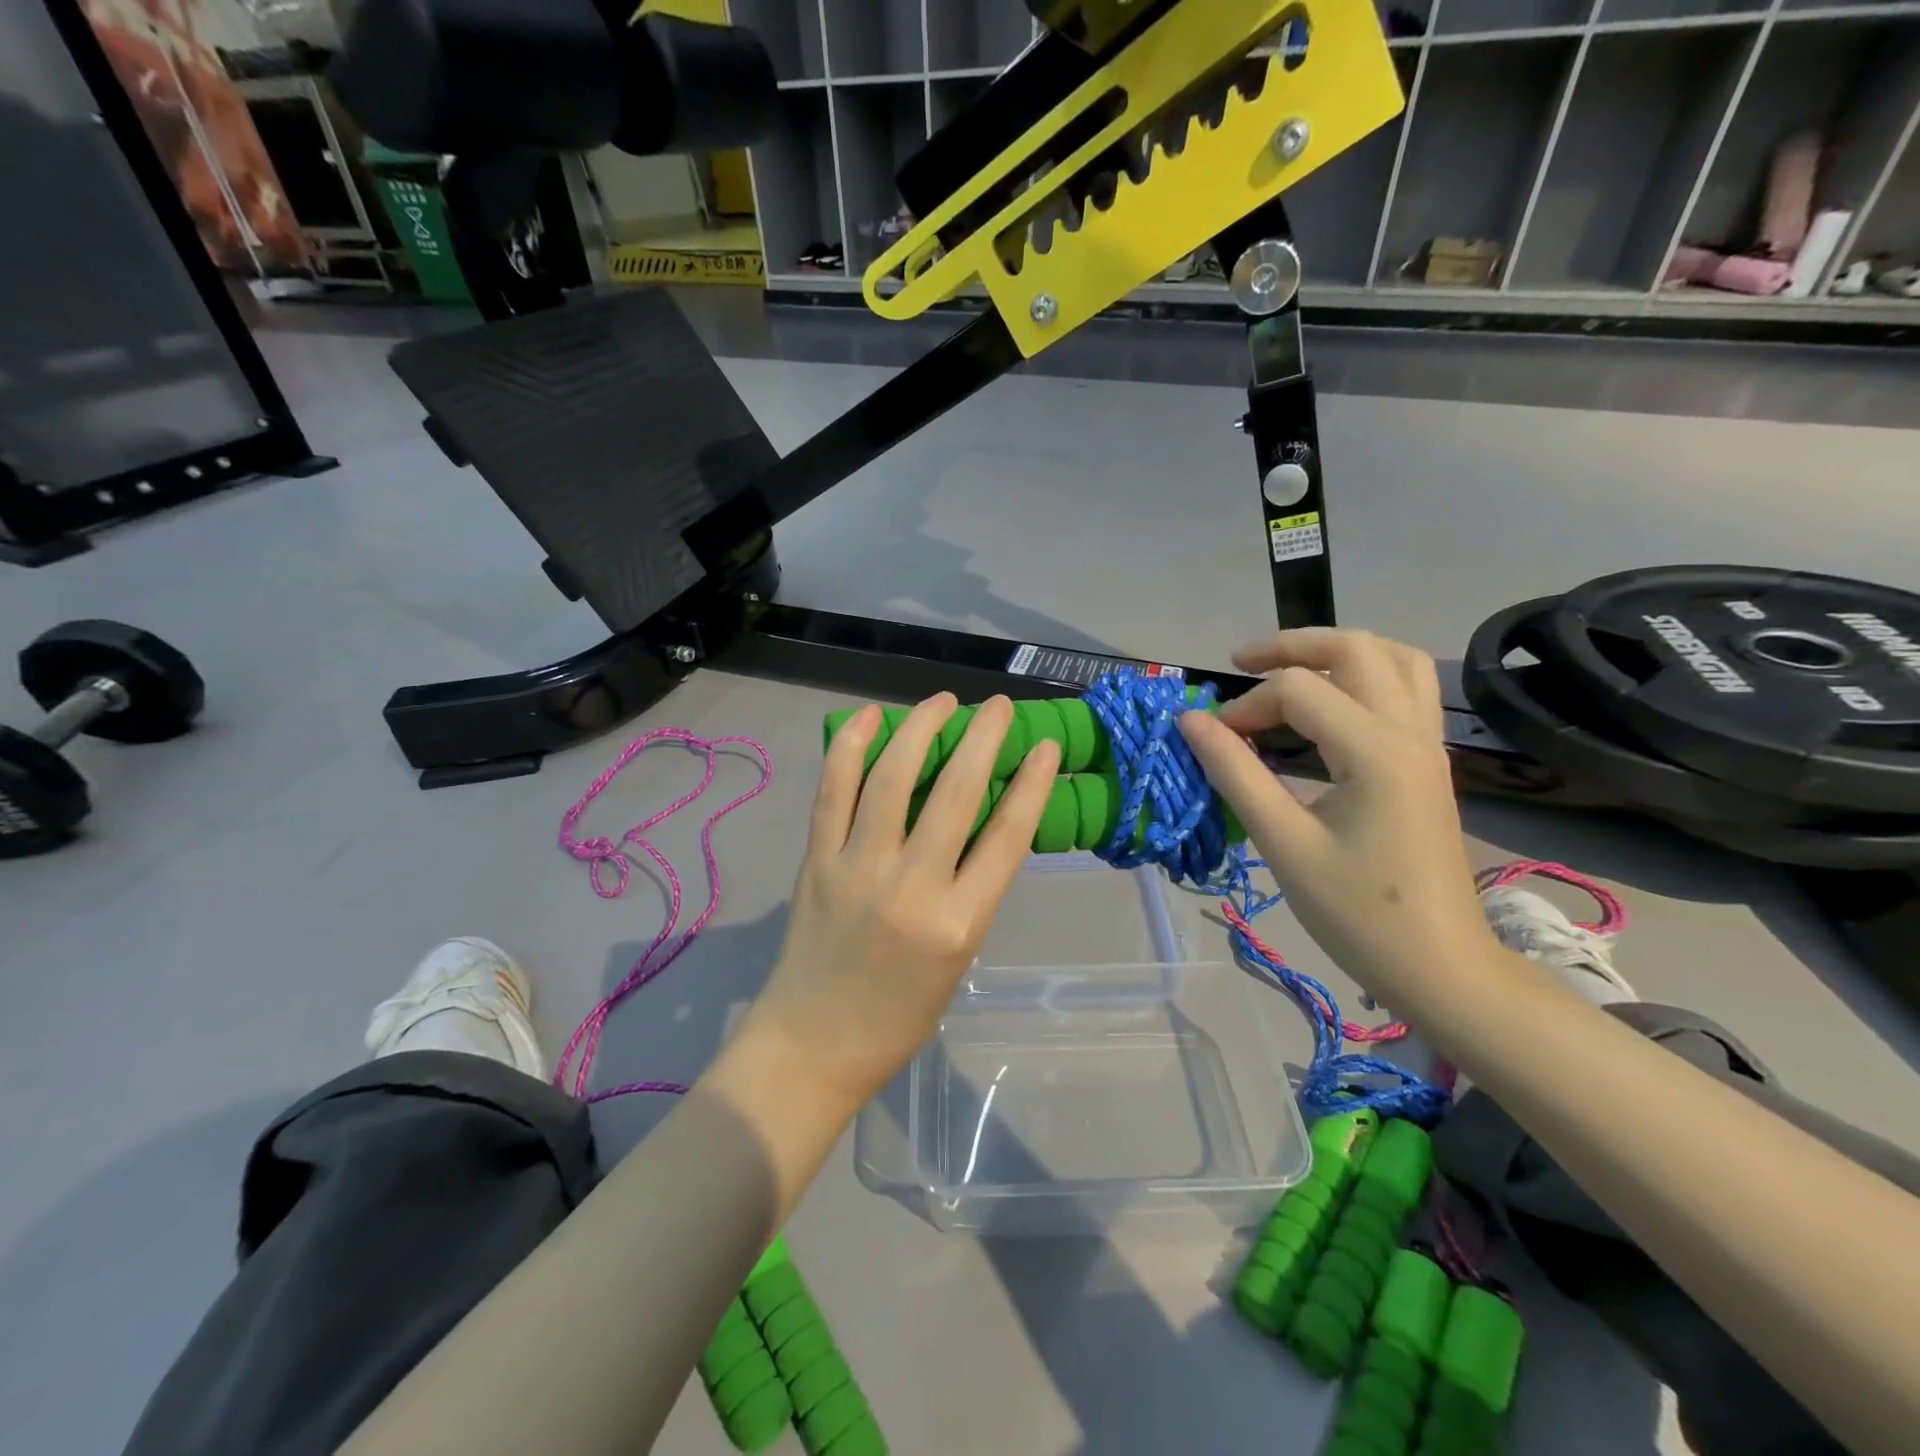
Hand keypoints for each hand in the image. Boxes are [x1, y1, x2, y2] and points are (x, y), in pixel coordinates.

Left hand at [745, 693, 1060, 1112]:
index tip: (1045, 747)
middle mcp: (911, 888)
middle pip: (955, 794)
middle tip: (998, 707)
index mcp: (959, 923)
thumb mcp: (959, 958)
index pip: (1007, 837)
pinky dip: (850, 748)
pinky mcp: (816, 862)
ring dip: (920, 730)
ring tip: (942, 702)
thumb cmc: (898, 1016)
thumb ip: (971, 891)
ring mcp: (857, 870)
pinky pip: (832, 792)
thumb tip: (980, 822)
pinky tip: (869, 717)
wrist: (813, 1045)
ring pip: (892, 779)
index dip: (1031, 784)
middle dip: (982, 739)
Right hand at [1179, 629, 1494, 1004]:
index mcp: (1374, 750)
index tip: (1211, 739)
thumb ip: (1235, 773)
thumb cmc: (1357, 911)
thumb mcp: (1283, 843)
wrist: (1440, 965)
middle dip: (1291, 646)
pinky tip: (1332, 702)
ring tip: (1288, 669)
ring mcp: (1427, 743)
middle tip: (1241, 664)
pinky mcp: (1429, 761)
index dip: (1243, 707)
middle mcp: (1409, 731)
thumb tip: (1191, 722)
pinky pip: (1406, 688)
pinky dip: (1365, 674)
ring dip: (1336, 650)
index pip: (1297, 692)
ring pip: (1393, 658)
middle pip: (1354, 648)